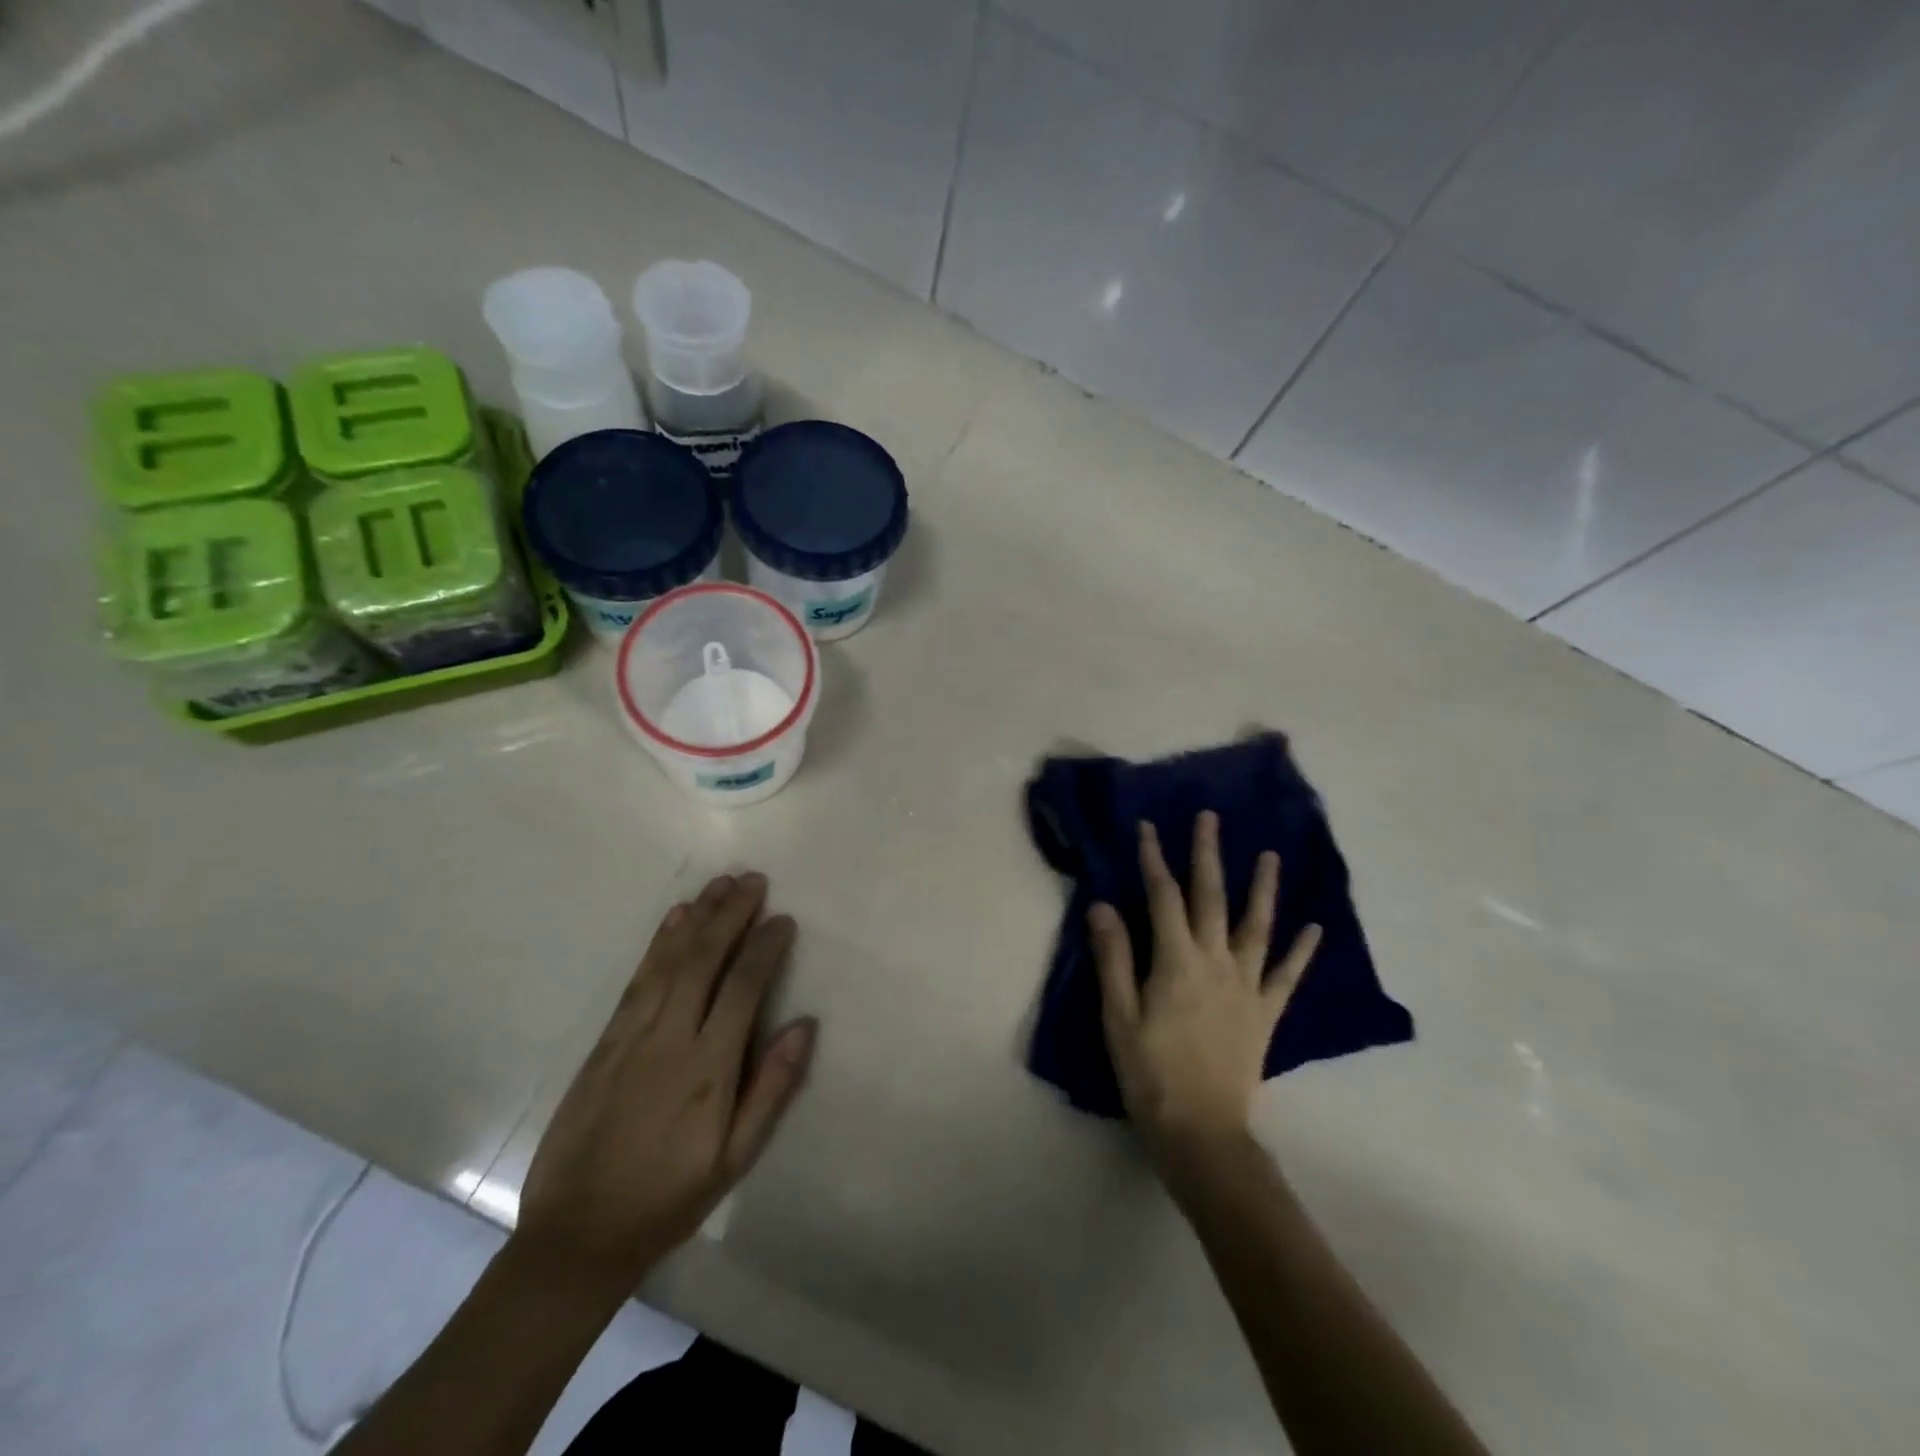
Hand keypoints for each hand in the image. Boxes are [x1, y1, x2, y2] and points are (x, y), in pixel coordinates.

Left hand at [513, 873, 814, 1287]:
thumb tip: (805, 1025)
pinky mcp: (605, 1041)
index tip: (783, 920)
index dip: (764, 948)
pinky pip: (637, 979)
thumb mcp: (736, 1158)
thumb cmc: (670, 1198)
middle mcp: (670, 1039)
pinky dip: (659, 943)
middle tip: (754, 879)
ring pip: (669, 961)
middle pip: (704, 960)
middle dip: (731, 914)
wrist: (576, 1235)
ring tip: (721, 882)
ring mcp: (632, 1036)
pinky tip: (675, 918)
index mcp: (708, 1070)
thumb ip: (772, 1088)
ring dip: (697, 917)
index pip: (742, 988)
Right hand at [1090, 812, 1320, 1165]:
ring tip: (1270, 855)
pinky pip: (1287, 975)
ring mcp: (1247, 986)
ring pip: (1257, 926)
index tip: (1147, 827)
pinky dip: (1302, 950)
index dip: (1153, 859)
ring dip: (1262, 888)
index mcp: (1176, 960)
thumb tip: (1103, 905)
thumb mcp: (1118, 1015)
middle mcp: (1216, 962)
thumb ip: (1114, 957)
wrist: (1201, 1132)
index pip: (1163, 896)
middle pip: (1212, 897)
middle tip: (1210, 818)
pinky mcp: (1266, 1012)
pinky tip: (1315, 928)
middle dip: (1207, 854)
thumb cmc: (1149, 1073)